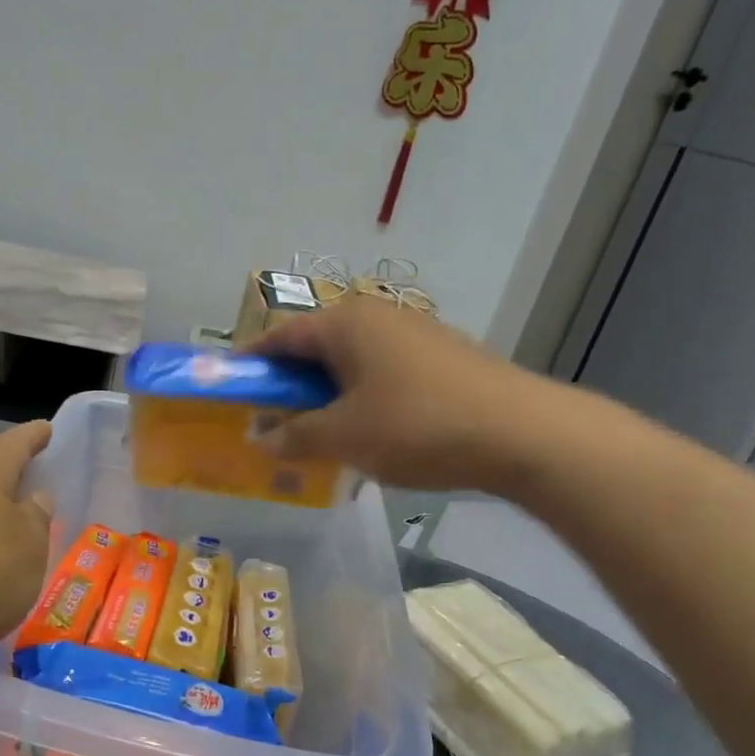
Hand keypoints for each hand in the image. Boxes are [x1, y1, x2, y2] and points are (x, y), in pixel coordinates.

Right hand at [253, 296, 549, 491]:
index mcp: (345, 323)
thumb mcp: (345, 437)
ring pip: (351, 363)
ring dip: (327, 396)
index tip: (232, 391)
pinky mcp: (442, 358)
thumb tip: (260, 439)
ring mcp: (414, 334)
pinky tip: (367, 434)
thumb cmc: (417, 426)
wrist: (522, 432)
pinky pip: (383, 374)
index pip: (281, 335)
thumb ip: (295, 436)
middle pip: (316, 347)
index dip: (252, 363)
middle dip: (290, 386)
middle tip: (270, 423)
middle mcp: (377, 317)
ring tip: (317, 436)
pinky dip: (362, 399)